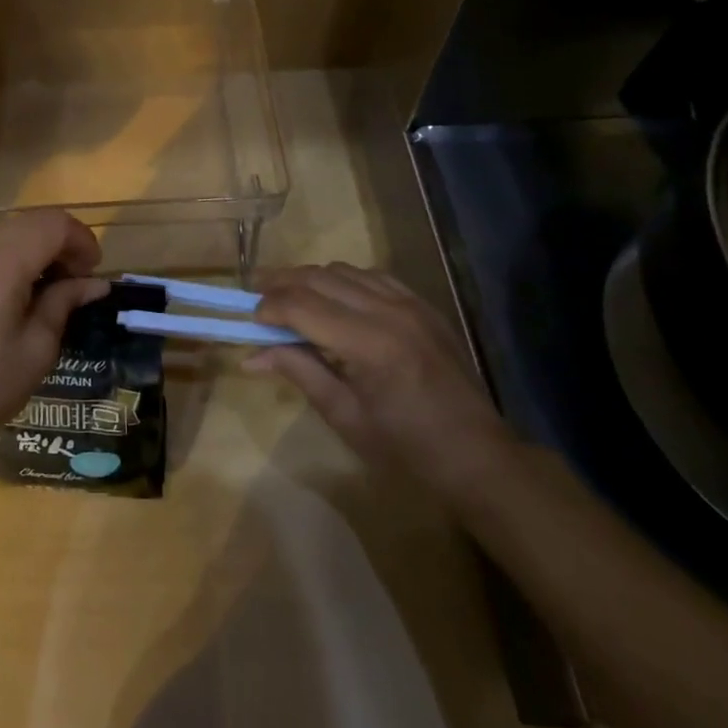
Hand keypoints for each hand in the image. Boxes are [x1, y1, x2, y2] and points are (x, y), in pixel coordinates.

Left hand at [0, 210, 108, 465]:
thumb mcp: (36, 350)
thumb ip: (64, 303)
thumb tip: (94, 283)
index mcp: (1, 265)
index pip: (53, 224)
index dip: (83, 240)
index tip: (95, 273)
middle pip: (32, 222)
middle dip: (63, 242)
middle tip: (79, 281)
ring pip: (10, 233)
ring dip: (39, 249)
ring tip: (54, 290)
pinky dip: (15, 258)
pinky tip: (21, 295)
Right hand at [249, 263, 513, 495]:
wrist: (478, 457)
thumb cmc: (406, 449)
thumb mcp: (345, 417)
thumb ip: (299, 372)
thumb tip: (250, 357)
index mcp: (369, 344)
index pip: (302, 305)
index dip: (268, 308)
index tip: (250, 322)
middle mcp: (389, 311)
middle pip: (319, 277)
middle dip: (281, 283)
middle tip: (256, 297)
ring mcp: (410, 303)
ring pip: (343, 270)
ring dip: (310, 278)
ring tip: (289, 298)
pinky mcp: (423, 304)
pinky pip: (372, 276)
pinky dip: (343, 280)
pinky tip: (333, 300)